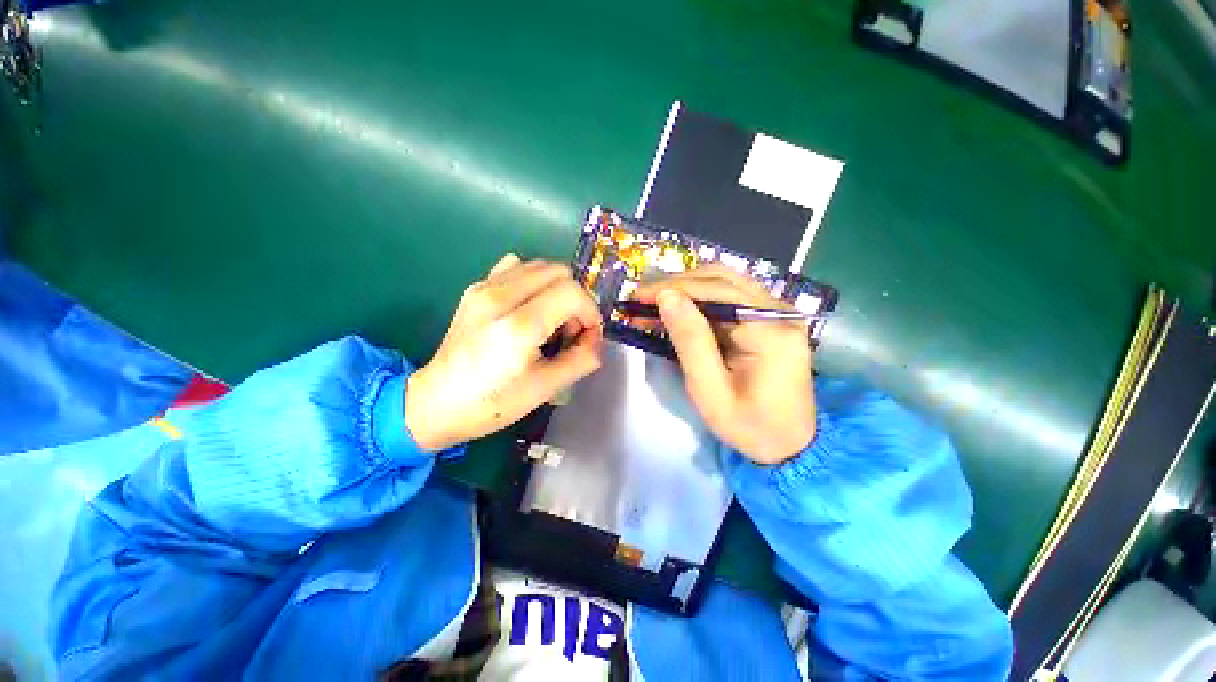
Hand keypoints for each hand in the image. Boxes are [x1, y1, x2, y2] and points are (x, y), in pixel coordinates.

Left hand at [405, 254, 603, 450]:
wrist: (436, 402)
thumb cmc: (492, 403)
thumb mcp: (545, 389)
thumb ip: (581, 360)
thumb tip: (596, 340)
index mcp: (518, 327)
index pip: (572, 293)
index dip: (590, 312)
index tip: (587, 336)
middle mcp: (500, 297)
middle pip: (559, 272)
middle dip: (576, 299)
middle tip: (569, 330)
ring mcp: (484, 288)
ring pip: (540, 266)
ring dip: (557, 289)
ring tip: (550, 319)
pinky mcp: (476, 288)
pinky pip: (517, 267)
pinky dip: (534, 281)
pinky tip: (529, 306)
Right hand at [633, 265, 815, 464]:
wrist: (790, 443)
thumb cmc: (749, 426)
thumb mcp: (710, 392)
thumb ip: (690, 341)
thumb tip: (667, 297)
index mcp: (770, 331)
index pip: (716, 291)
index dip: (673, 288)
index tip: (638, 296)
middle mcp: (779, 311)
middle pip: (721, 278)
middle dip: (677, 285)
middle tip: (642, 299)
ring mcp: (778, 312)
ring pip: (725, 281)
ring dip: (687, 289)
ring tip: (655, 303)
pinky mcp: (770, 318)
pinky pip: (730, 296)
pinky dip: (700, 299)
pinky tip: (679, 310)